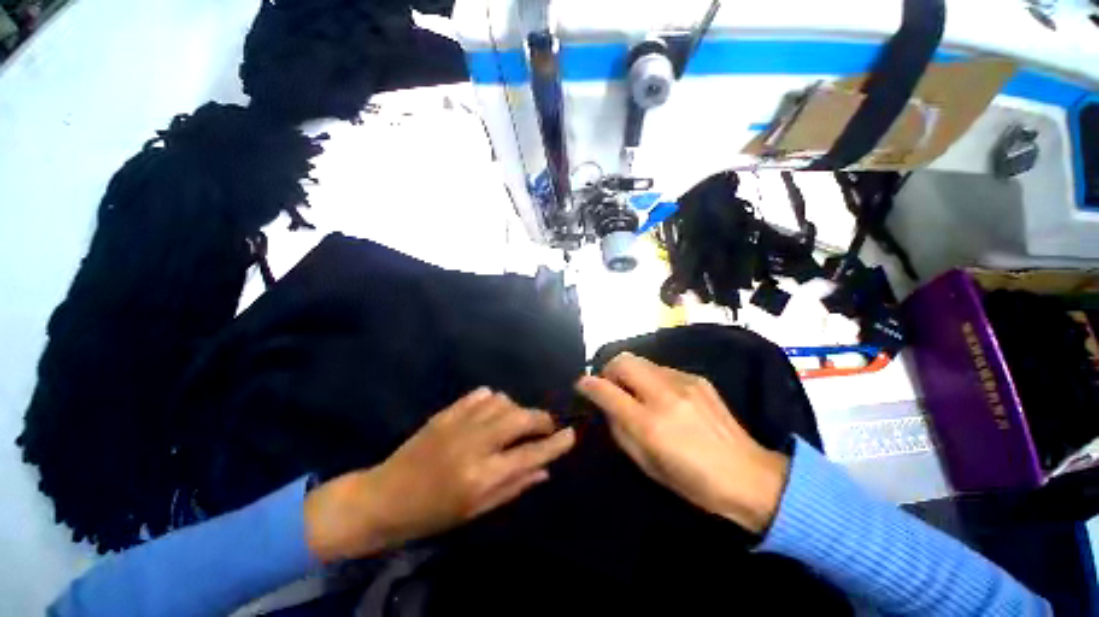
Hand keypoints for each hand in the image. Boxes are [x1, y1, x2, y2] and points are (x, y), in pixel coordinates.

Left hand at [304, 388, 575, 561]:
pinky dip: (494, 400)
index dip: (555, 444)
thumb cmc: (432, 513)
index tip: (572, 434)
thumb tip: (545, 469)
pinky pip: (481, 394)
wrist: (384, 496)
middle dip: (540, 419)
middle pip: (520, 418)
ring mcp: (459, 423)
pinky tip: (491, 411)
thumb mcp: (476, 510)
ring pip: (503, 401)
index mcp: (481, 476)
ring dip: (516, 410)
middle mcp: (474, 444)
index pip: (530, 454)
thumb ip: (514, 486)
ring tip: (514, 423)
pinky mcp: (446, 412)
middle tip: (545, 426)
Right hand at [576, 353, 788, 533]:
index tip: (582, 385)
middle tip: (609, 385)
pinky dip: (650, 377)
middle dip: (608, 369)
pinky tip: (660, 395)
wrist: (749, 475)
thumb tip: (606, 405)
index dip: (588, 384)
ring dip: (630, 373)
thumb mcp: (646, 464)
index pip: (606, 391)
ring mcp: (683, 382)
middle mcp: (664, 395)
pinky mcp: (697, 378)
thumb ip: (620, 429)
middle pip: (622, 361)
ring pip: (641, 361)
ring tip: (634, 391)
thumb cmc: (692, 481)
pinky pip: (661, 369)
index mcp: (650, 424)